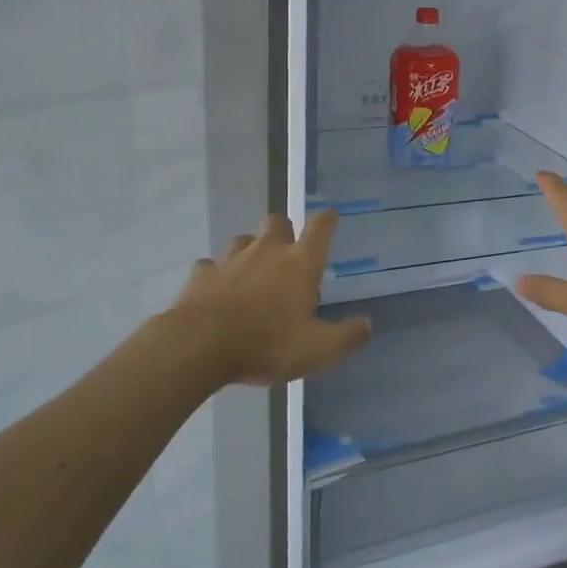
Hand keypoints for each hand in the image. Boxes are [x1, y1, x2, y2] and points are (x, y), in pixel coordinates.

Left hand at [169, 213, 370, 387]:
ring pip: (243, 240)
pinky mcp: (201, 275)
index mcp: (300, 263)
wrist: (199, 346)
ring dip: (250, 250)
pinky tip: (217, 291)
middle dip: (284, 230)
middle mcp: (267, 251)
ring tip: (252, 272)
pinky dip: (216, 274)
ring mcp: (230, 259)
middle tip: (287, 253)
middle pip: (278, 222)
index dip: (327, 220)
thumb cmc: (267, 343)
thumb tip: (367, 325)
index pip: (320, 227)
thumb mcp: (317, 349)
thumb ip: (346, 337)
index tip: (330, 218)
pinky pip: (210, 266)